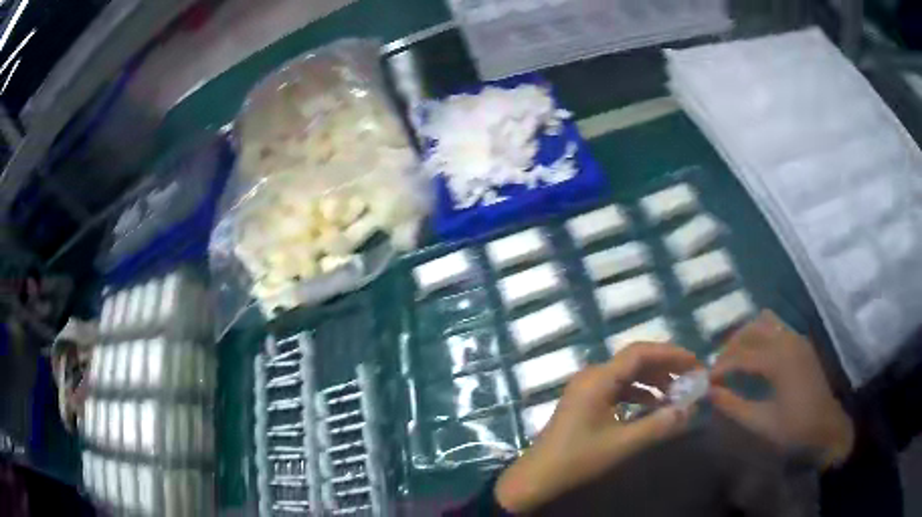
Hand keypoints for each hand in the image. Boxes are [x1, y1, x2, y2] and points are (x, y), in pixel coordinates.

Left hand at [495, 342, 700, 512]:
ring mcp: (587, 388)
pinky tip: (653, 405)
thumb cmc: (578, 459)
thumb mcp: (622, 444)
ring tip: (676, 393)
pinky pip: (617, 388)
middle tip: (690, 377)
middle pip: (634, 360)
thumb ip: (658, 425)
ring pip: (627, 374)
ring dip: (652, 380)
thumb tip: (690, 409)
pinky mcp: (586, 401)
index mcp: (598, 379)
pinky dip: (638, 393)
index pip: (640, 353)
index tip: (695, 364)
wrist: (538, 476)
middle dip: (664, 366)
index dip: (670, 354)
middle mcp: (592, 376)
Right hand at [709, 311, 854, 469]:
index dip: (720, 366)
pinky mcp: (801, 342)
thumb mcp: (761, 422)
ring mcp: (796, 338)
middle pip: (751, 329)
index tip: (706, 380)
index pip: (741, 355)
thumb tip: (709, 392)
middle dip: (730, 346)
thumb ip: (733, 406)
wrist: (826, 424)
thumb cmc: (794, 426)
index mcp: (778, 360)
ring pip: (764, 321)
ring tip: (735, 357)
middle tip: (719, 368)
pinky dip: (761, 334)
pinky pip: (776, 326)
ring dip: (746, 335)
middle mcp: (787, 341)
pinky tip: (756, 354)